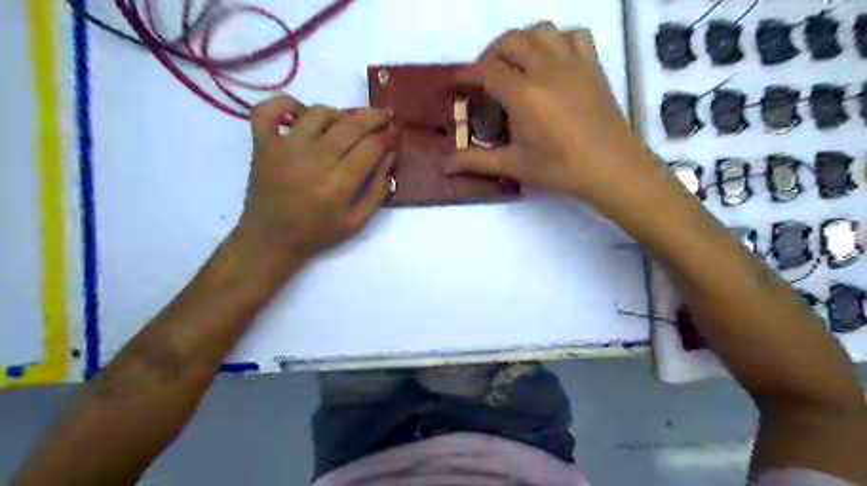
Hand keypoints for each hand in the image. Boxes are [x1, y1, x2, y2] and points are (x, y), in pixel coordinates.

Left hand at [235, 93, 395, 261]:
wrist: (270, 238)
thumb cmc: (317, 233)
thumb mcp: (356, 222)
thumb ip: (377, 190)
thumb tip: (390, 155)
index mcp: (337, 186)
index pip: (369, 148)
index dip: (386, 137)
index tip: (393, 132)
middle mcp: (312, 161)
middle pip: (349, 126)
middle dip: (373, 117)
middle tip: (384, 115)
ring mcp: (284, 148)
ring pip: (318, 113)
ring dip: (339, 113)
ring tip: (348, 122)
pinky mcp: (262, 143)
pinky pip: (269, 109)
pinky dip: (285, 103)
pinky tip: (302, 113)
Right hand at [443, 24, 652, 203]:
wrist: (611, 168)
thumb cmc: (560, 169)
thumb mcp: (514, 165)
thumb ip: (476, 161)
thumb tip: (443, 165)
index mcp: (523, 94)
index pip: (485, 71)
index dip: (466, 75)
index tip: (456, 85)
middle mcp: (546, 68)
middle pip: (509, 41)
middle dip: (489, 54)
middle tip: (484, 78)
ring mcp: (572, 63)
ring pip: (541, 30)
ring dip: (521, 41)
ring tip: (515, 64)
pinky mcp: (593, 65)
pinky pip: (574, 35)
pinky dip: (557, 40)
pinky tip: (552, 60)